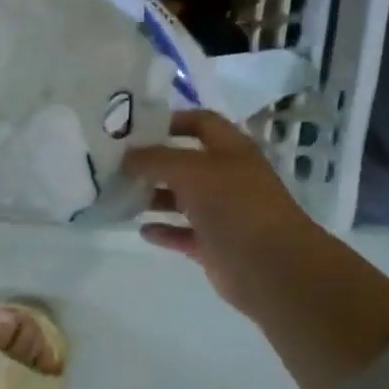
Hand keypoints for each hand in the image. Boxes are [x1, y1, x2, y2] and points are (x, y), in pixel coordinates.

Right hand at [123, 109, 315, 309]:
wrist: (271, 267)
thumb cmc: (235, 207)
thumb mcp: (192, 172)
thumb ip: (156, 159)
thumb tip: (126, 157)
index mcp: (231, 151)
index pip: (201, 123)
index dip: (172, 121)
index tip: (135, 129)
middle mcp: (227, 178)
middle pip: (186, 163)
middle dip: (154, 163)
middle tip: (117, 166)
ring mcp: (221, 213)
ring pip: (182, 200)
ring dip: (154, 197)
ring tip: (122, 197)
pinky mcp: (213, 245)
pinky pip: (182, 233)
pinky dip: (163, 231)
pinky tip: (141, 230)